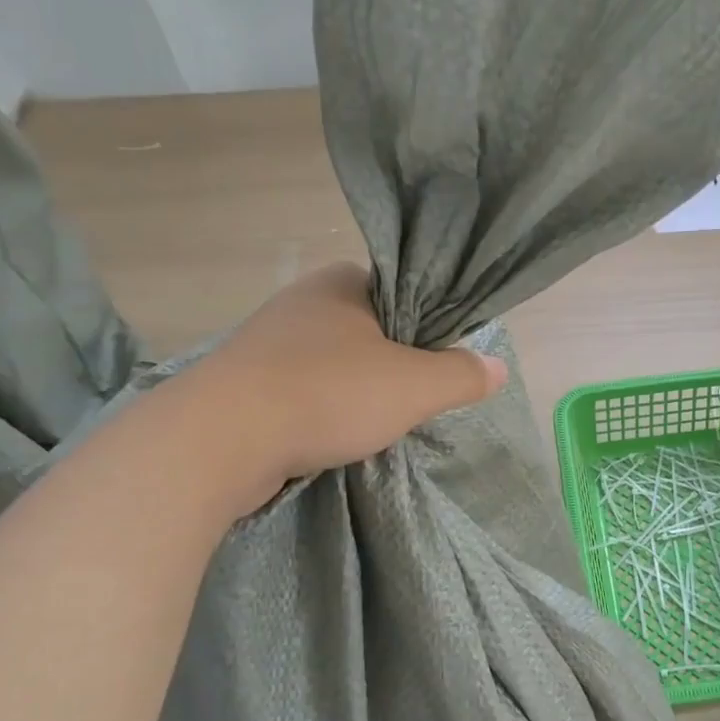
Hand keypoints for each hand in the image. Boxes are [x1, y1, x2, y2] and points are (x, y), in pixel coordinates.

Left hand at [162, 262, 507, 517]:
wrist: (220, 439)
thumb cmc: (328, 395)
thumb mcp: (415, 386)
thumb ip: (462, 375)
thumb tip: (498, 367)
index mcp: (343, 281)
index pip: (406, 293)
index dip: (431, 329)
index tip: (442, 367)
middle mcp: (304, 300)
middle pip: (373, 330)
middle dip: (396, 365)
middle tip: (415, 401)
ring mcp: (269, 340)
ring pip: (337, 362)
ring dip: (358, 390)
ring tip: (377, 423)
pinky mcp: (247, 380)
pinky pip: (305, 388)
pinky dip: (325, 408)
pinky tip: (334, 434)